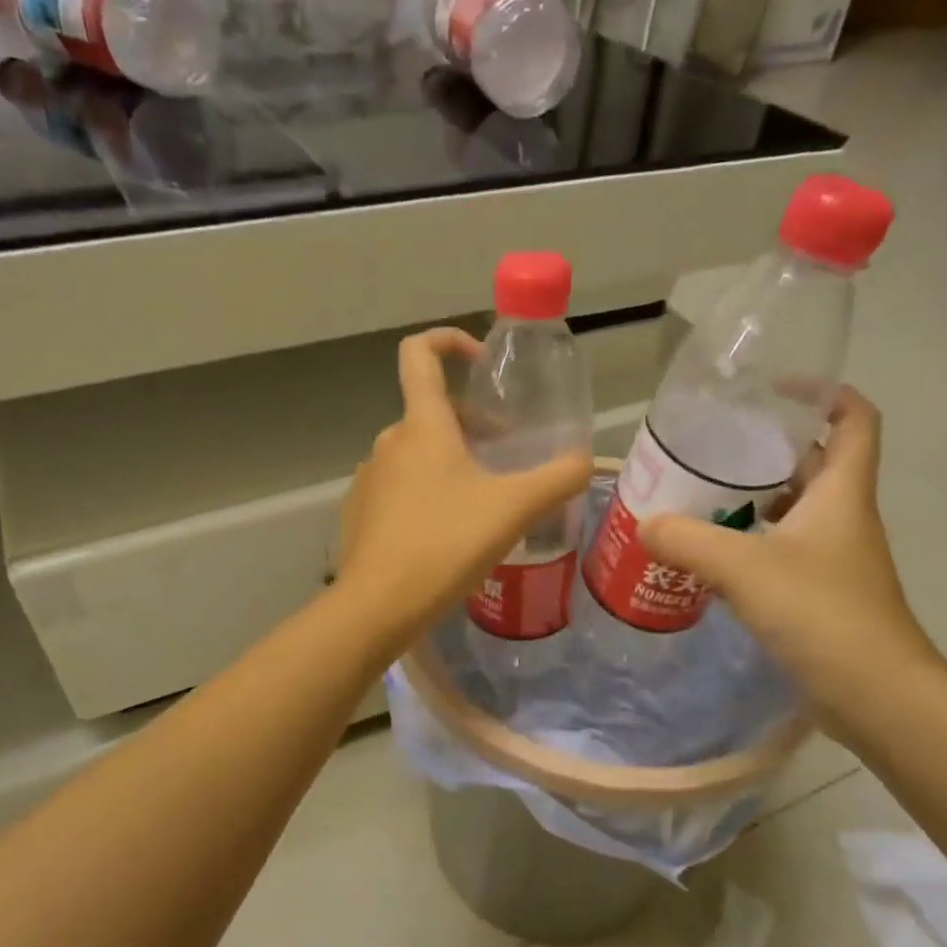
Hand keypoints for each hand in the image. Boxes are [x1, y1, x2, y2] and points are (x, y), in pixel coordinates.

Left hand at [336, 328, 591, 649]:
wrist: (377, 606)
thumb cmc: (446, 544)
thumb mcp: (513, 509)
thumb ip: (557, 478)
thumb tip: (586, 460)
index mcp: (422, 426)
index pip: (420, 353)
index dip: (449, 340)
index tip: (481, 361)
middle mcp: (388, 442)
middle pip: (432, 413)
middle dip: (472, 426)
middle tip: (507, 458)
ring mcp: (369, 479)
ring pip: (417, 454)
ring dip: (452, 464)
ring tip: (484, 504)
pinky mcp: (360, 513)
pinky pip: (400, 489)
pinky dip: (428, 495)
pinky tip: (449, 535)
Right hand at [639, 387, 940, 736]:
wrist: (876, 695)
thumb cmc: (820, 613)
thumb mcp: (744, 568)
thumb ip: (688, 540)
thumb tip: (645, 524)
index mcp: (841, 493)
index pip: (853, 419)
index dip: (823, 392)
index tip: (774, 389)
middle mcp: (843, 518)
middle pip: (816, 462)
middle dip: (770, 447)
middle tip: (715, 445)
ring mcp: (834, 558)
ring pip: (796, 509)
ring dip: (755, 498)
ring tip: (702, 495)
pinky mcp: (821, 594)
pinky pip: (783, 551)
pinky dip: (751, 543)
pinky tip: (711, 555)